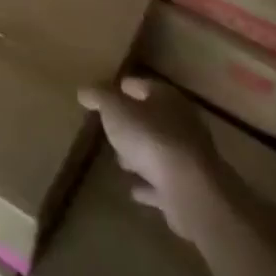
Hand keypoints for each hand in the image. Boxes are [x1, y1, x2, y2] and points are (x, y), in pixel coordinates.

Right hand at [78, 78, 223, 239]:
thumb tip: (84, 90)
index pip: (141, 85)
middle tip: (110, 129)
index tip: (104, 95)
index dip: (121, 88)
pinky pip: (162, 182)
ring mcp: (188, 157)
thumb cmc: (150, 138)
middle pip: (152, 118)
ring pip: (158, 150)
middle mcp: (182, 123)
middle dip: (132, 123)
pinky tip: (134, 190)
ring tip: (119, 161)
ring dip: (141, 154)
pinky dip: (149, 185)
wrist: (191, 190)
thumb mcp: (114, 108)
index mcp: (166, 98)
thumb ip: (98, 97)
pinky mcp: (188, 187)